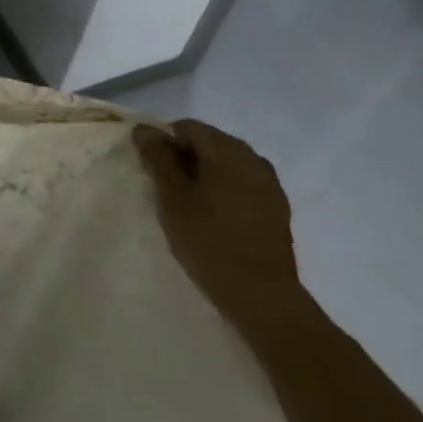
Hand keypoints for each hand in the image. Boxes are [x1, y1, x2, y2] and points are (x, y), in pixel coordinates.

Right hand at [134, 119, 307, 336]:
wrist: (261, 295)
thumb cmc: (208, 241)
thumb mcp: (172, 198)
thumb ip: (158, 158)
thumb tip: (145, 129)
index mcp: (227, 151)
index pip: (187, 127)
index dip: (163, 141)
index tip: (151, 169)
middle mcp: (253, 158)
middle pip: (209, 142)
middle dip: (184, 157)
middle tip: (165, 187)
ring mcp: (269, 182)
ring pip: (227, 163)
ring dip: (204, 173)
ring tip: (188, 202)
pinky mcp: (276, 206)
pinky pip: (242, 182)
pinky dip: (223, 188)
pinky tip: (213, 215)